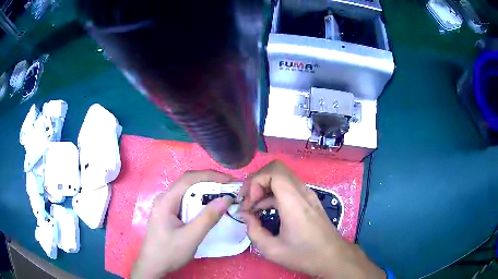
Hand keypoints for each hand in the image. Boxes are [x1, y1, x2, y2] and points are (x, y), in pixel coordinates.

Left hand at [132, 170, 233, 277]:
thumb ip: (208, 218)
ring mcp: (165, 206)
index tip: (230, 181)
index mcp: (166, 200)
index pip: (189, 179)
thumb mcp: (191, 237)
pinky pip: (185, 201)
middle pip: (188, 183)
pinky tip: (208, 207)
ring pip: (187, 192)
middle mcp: (164, 198)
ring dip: (205, 191)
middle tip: (230, 188)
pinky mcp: (168, 213)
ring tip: (223, 195)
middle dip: (210, 182)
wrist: (153, 265)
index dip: (211, 176)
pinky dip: (199, 200)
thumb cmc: (169, 252)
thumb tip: (226, 199)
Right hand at [240, 160, 385, 278]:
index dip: (255, 181)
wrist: (333, 257)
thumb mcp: (272, 249)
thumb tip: (245, 215)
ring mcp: (308, 195)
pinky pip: (288, 187)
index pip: (274, 172)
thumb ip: (253, 230)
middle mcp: (302, 193)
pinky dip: (273, 193)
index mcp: (294, 203)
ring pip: (282, 176)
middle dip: (257, 181)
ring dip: (264, 187)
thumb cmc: (304, 255)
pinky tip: (266, 210)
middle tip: (248, 201)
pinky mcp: (309, 200)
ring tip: (254, 208)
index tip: (249, 203)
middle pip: (277, 168)